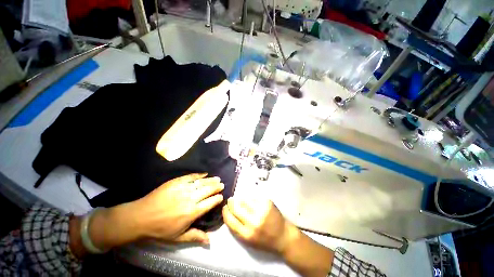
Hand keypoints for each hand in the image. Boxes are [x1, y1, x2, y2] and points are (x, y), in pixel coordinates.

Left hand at [133, 173, 223, 243]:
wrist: (141, 217)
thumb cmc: (160, 229)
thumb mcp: (178, 237)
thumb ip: (195, 236)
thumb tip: (209, 240)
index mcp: (192, 212)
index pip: (209, 203)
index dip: (217, 199)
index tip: (221, 196)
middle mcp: (190, 199)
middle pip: (207, 190)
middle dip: (216, 187)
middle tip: (222, 184)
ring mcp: (183, 189)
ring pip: (201, 183)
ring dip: (210, 180)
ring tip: (217, 178)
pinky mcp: (176, 182)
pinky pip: (190, 177)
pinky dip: (199, 175)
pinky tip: (204, 174)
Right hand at [222, 198, 333, 276]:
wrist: (283, 236)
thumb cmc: (265, 240)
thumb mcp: (249, 241)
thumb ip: (238, 228)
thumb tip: (230, 212)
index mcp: (247, 234)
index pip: (230, 220)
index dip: (225, 212)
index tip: (224, 208)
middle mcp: (253, 223)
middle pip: (236, 208)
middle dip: (231, 203)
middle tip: (230, 200)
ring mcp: (261, 211)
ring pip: (244, 200)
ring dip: (240, 199)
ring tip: (240, 200)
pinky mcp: (267, 203)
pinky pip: (254, 197)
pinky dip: (250, 198)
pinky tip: (250, 199)